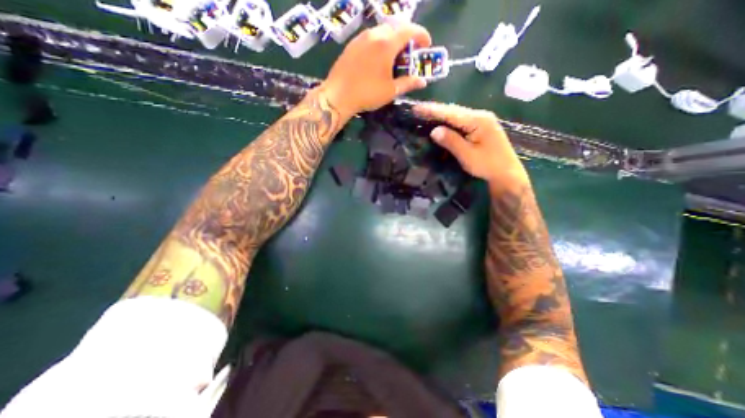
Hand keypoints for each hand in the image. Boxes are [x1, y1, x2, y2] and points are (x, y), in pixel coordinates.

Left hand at [318, 23, 431, 116]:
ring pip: (382, 30)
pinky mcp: (352, 44)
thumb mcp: (391, 91)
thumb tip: (422, 82)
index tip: (427, 44)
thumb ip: (408, 83)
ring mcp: (361, 38)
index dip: (421, 35)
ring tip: (395, 55)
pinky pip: (371, 37)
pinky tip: (379, 58)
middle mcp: (374, 34)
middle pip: (396, 26)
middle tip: (411, 52)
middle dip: (407, 36)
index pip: (410, 30)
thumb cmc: (367, 93)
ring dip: (393, 38)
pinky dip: (381, 42)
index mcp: (387, 43)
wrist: (338, 95)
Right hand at [413, 100, 528, 185]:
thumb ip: (451, 141)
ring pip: (457, 115)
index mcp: (478, 120)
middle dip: (435, 110)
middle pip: (454, 111)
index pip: (451, 113)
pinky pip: (461, 121)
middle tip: (418, 110)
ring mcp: (482, 120)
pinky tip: (441, 122)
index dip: (432, 110)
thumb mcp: (467, 155)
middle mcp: (480, 116)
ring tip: (425, 114)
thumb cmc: (487, 165)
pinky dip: (449, 121)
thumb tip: (434, 130)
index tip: (417, 108)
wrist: (507, 173)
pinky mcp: (481, 127)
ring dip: (441, 115)